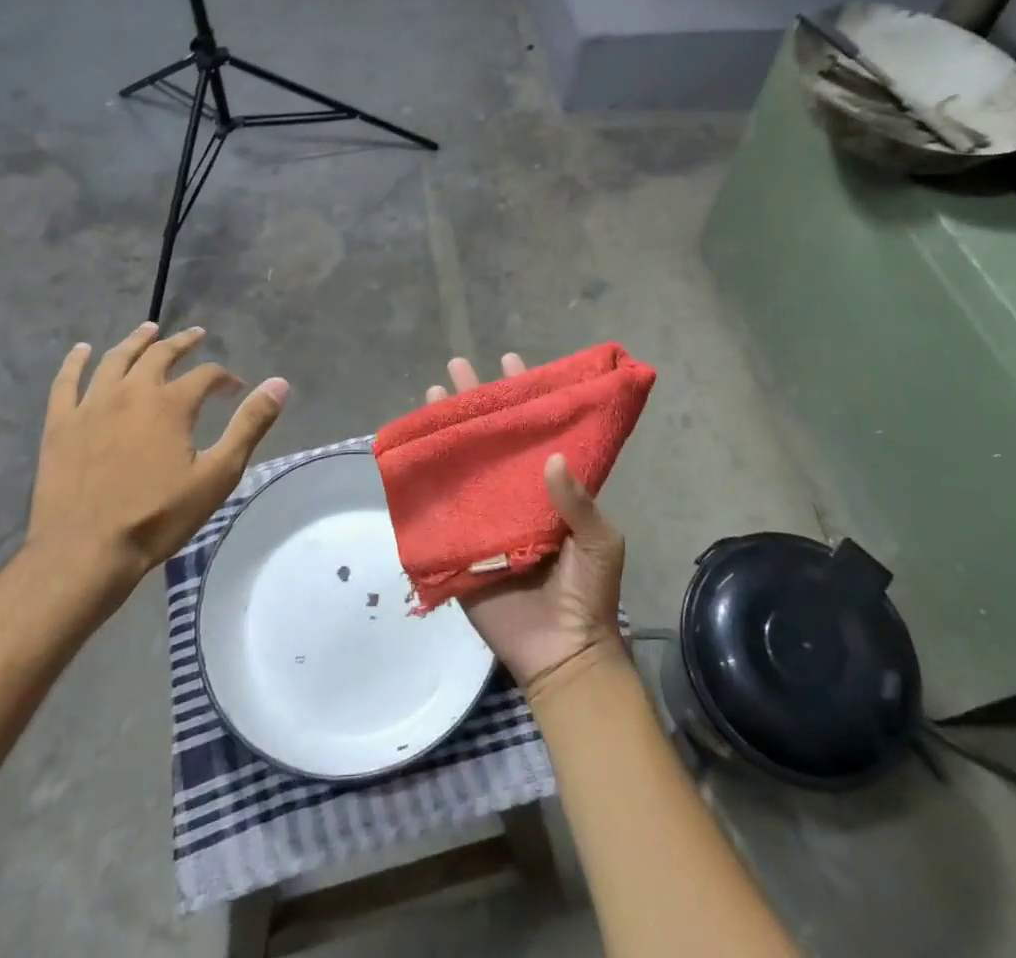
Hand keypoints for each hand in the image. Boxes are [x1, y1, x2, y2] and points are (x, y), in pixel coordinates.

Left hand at [28, 323, 288, 598]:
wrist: (85, 553)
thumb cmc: (158, 517)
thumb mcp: (217, 475)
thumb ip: (249, 425)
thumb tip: (279, 383)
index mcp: (171, 403)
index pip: (206, 375)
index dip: (225, 378)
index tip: (235, 389)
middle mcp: (131, 392)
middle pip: (160, 355)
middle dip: (182, 343)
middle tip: (196, 335)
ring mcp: (91, 405)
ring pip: (115, 359)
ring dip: (136, 341)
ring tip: (148, 329)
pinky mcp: (60, 424)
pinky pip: (66, 382)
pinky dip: (75, 362)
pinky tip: (82, 351)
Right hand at [426, 355, 625, 697]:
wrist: (564, 653)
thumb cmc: (591, 593)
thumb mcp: (601, 542)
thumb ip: (579, 502)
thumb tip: (550, 459)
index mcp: (550, 488)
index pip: (535, 430)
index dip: (523, 396)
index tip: (510, 361)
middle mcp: (515, 493)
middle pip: (492, 438)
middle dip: (476, 401)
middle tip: (457, 366)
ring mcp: (486, 517)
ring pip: (464, 464)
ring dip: (448, 431)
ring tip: (432, 396)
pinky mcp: (461, 545)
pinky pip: (441, 510)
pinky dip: (427, 483)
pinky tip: (414, 456)